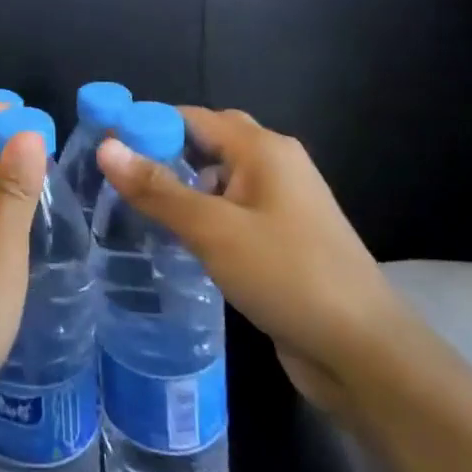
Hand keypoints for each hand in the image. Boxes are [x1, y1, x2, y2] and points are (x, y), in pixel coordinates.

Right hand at [96, 106, 411, 415]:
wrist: (366, 355)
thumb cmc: (287, 276)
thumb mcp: (213, 230)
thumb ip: (157, 188)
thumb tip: (106, 147)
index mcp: (263, 148)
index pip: (192, 117)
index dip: (147, 125)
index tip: (105, 144)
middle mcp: (276, 164)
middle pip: (209, 140)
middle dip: (166, 151)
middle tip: (122, 175)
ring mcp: (285, 203)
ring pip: (221, 177)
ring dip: (184, 184)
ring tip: (139, 204)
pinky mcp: (286, 238)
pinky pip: (234, 208)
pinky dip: (205, 212)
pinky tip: (180, 237)